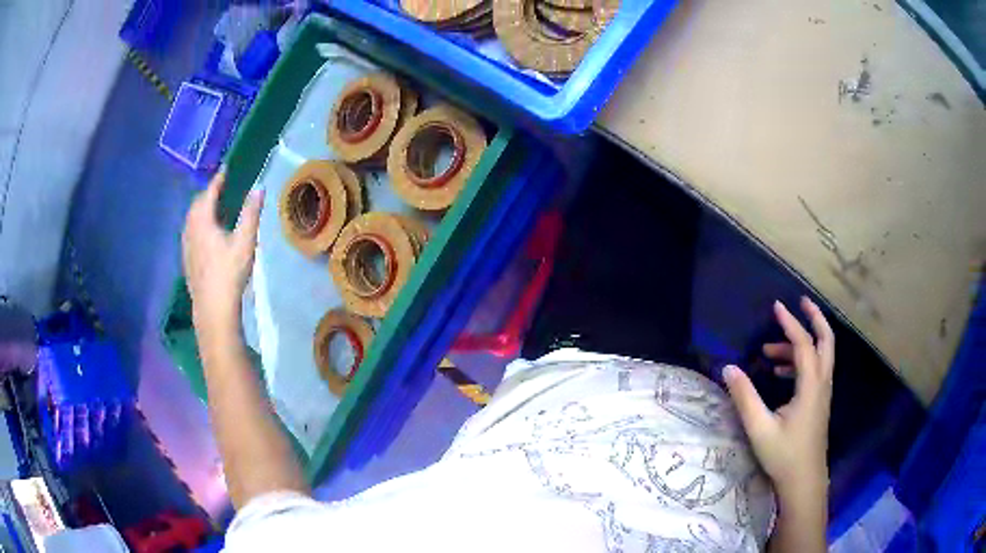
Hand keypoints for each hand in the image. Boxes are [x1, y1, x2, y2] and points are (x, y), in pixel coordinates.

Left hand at [182, 171, 263, 330]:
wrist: (213, 308)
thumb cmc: (229, 273)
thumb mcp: (245, 241)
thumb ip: (251, 213)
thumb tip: (259, 187)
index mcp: (203, 222)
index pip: (208, 194)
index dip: (217, 180)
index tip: (225, 170)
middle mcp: (190, 230)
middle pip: (196, 205)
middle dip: (207, 194)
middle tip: (220, 188)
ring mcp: (186, 246)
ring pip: (190, 219)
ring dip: (200, 209)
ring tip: (212, 208)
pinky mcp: (187, 260)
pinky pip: (189, 232)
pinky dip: (197, 224)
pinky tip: (205, 234)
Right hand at [723, 297, 833, 497]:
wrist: (804, 481)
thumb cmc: (784, 456)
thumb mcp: (760, 428)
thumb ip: (745, 397)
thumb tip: (729, 368)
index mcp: (810, 386)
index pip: (803, 344)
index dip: (790, 323)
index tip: (776, 307)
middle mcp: (822, 384)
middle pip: (826, 341)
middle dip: (815, 318)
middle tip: (800, 302)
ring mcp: (823, 394)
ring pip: (821, 355)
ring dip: (802, 344)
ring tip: (772, 350)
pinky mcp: (819, 403)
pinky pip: (816, 370)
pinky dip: (802, 361)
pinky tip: (781, 373)